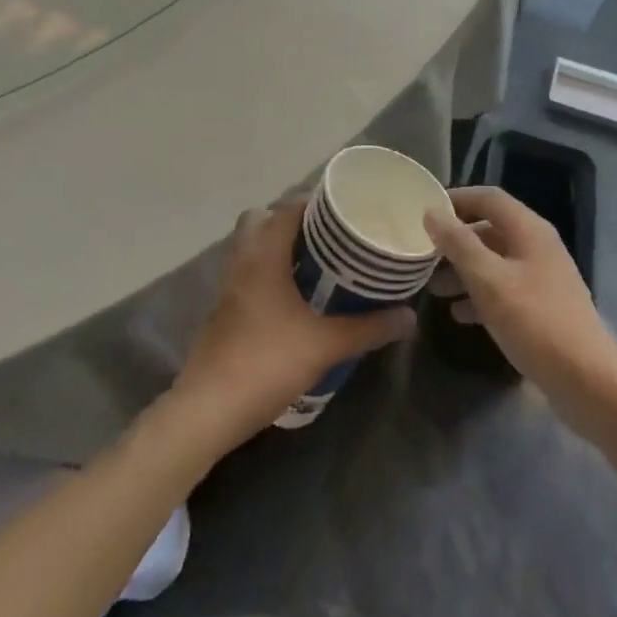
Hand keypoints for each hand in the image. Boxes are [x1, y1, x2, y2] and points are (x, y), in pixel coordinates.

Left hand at [170, 202, 415, 446]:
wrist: (208, 411)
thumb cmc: (266, 363)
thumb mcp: (325, 346)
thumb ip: (367, 328)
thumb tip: (409, 316)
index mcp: (264, 255)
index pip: (287, 209)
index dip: (315, 204)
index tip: (343, 210)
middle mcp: (242, 262)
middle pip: (260, 220)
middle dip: (289, 222)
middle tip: (325, 237)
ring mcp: (228, 288)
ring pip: (250, 249)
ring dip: (276, 249)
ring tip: (314, 265)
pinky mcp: (223, 313)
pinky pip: (246, 275)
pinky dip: (267, 275)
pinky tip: (291, 299)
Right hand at [424, 187, 616, 440]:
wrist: (589, 383)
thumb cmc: (535, 323)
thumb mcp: (489, 281)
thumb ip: (459, 244)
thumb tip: (432, 212)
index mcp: (529, 230)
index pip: (488, 197)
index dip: (456, 199)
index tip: (425, 211)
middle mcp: (538, 246)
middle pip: (490, 229)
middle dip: (456, 240)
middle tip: (424, 254)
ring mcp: (543, 277)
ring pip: (495, 261)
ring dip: (464, 270)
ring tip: (433, 288)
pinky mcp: (543, 308)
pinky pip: (505, 289)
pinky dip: (480, 295)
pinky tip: (459, 315)